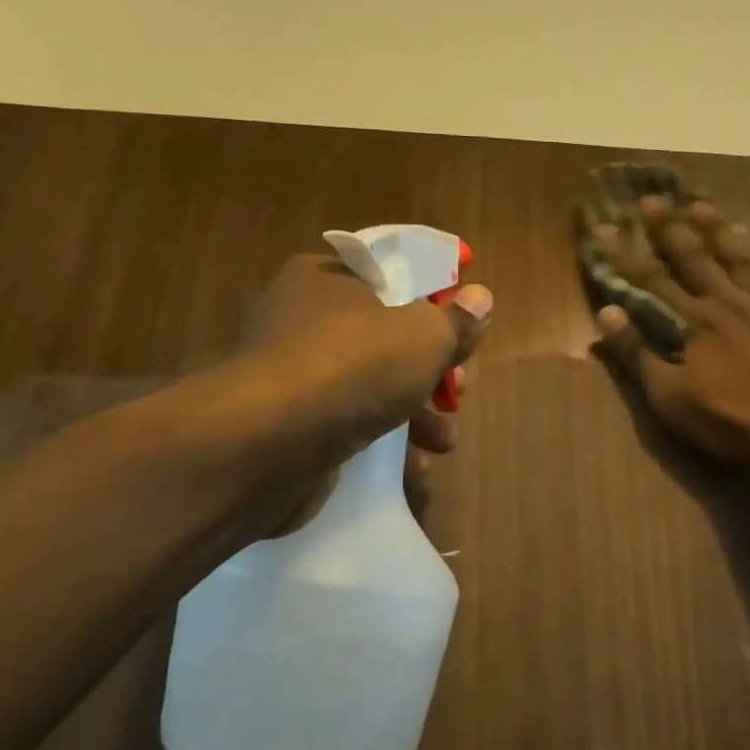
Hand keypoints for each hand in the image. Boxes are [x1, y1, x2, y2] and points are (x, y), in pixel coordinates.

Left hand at [162, 253, 491, 516]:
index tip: (459, 331)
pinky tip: (411, 471)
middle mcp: (301, 321)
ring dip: (415, 417)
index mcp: (326, 279)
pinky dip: (381, 447)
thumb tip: (481, 298)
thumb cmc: (353, 368)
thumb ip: (456, 320)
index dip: (430, 302)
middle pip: (386, 340)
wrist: (268, 445)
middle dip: (430, 372)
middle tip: (456, 392)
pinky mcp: (289, 427)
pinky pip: (347, 428)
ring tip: (441, 442)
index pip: (388, 278)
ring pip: (370, 389)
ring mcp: (292, 377)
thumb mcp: (424, 336)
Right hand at [588, 198, 749, 465]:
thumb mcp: (669, 397)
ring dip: (718, 232)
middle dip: (670, 228)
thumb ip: (638, 353)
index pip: (651, 281)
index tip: (606, 228)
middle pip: (694, 258)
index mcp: (693, 322)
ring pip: (737, 260)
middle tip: (652, 198)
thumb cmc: (727, 420)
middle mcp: (727, 303)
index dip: (626, 255)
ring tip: (703, 205)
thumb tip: (606, 312)